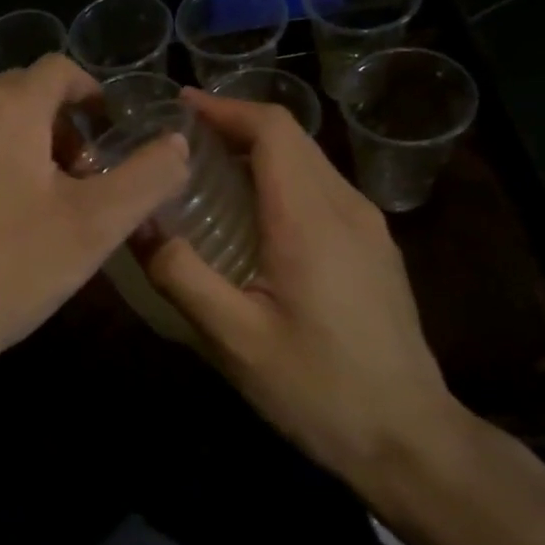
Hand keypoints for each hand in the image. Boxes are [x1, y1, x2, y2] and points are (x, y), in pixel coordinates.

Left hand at [0, 53, 188, 395]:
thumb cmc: (6, 267)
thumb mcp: (95, 226)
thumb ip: (147, 177)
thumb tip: (177, 142)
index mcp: (7, 105)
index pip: (59, 69)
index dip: (93, 93)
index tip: (111, 132)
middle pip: (25, 93)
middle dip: (63, 124)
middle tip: (85, 178)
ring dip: (29, 145)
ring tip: (46, 202)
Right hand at [145, 89, 467, 503]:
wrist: (409, 437)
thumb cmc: (318, 389)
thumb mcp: (235, 339)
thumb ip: (181, 275)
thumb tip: (135, 224)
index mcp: (310, 219)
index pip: (272, 130)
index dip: (224, 108)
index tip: (178, 107)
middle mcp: (346, 207)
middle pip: (291, 137)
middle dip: (234, 124)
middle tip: (179, 140)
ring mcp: (368, 226)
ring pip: (309, 160)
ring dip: (257, 150)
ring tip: (206, 168)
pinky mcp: (374, 247)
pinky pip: (321, 188)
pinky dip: (280, 177)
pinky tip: (252, 212)